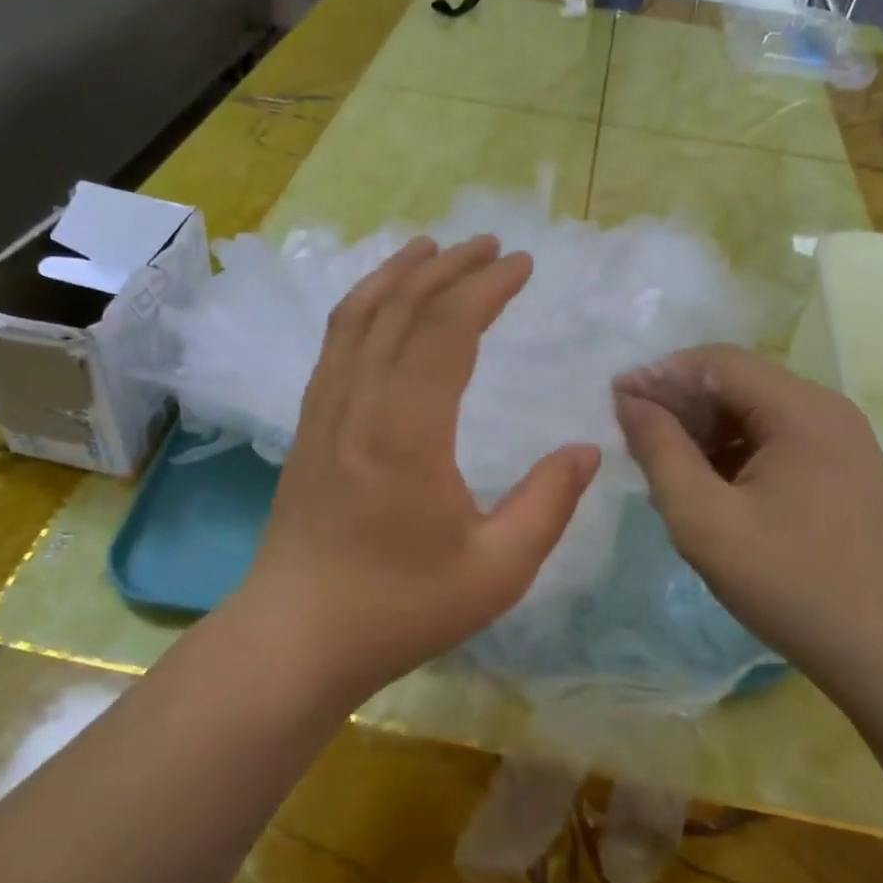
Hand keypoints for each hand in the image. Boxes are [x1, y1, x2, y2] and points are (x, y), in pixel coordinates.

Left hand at [235, 235, 601, 706]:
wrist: (296, 637)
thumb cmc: (398, 608)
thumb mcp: (496, 570)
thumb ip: (547, 504)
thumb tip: (586, 450)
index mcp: (406, 430)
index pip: (447, 329)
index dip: (486, 287)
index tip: (521, 263)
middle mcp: (359, 403)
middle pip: (402, 308)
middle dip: (449, 267)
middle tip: (491, 245)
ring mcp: (324, 411)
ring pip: (358, 316)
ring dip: (398, 274)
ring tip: (431, 248)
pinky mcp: (308, 426)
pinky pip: (335, 344)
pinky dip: (363, 306)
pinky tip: (380, 306)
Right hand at [614, 344, 882, 690]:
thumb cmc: (790, 584)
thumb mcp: (704, 520)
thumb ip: (660, 452)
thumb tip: (630, 402)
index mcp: (800, 410)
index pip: (716, 362)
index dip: (659, 375)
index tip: (614, 403)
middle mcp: (826, 409)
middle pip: (737, 381)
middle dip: (680, 401)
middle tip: (634, 437)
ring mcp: (840, 439)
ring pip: (754, 409)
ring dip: (704, 427)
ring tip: (663, 463)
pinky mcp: (841, 468)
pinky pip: (775, 437)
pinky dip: (733, 449)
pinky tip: (707, 482)